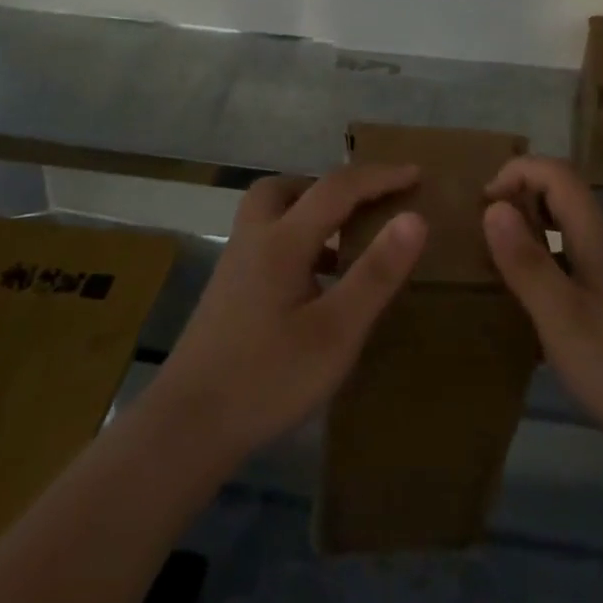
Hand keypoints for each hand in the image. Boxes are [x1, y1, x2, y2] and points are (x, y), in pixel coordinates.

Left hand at [149, 165, 425, 467]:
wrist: (186, 429)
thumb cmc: (268, 378)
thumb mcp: (336, 331)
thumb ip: (376, 273)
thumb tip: (415, 218)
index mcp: (282, 242)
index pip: (337, 188)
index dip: (380, 177)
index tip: (416, 173)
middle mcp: (254, 241)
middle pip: (287, 188)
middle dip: (330, 187)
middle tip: (365, 206)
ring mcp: (234, 267)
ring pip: (271, 214)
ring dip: (310, 213)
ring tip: (346, 242)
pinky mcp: (227, 294)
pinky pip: (267, 244)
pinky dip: (297, 243)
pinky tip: (317, 284)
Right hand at [484, 157, 602, 474]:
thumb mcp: (562, 318)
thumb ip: (527, 263)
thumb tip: (494, 206)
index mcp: (596, 243)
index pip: (560, 176)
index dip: (520, 171)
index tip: (483, 202)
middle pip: (566, 200)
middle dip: (522, 199)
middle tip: (482, 232)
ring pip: (570, 237)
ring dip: (532, 235)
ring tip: (496, 267)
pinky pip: (575, 270)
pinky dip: (546, 270)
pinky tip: (530, 311)